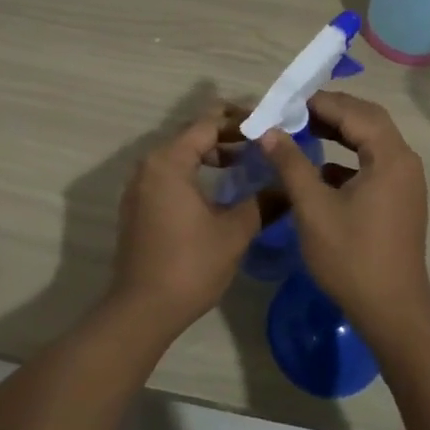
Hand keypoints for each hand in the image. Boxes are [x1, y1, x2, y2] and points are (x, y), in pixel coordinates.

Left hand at [109, 107, 260, 338]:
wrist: (142, 310)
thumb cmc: (189, 265)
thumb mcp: (234, 232)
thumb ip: (263, 203)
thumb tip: (290, 188)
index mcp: (169, 161)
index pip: (208, 122)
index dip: (240, 119)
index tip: (269, 123)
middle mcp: (149, 164)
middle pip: (192, 133)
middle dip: (227, 133)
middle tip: (261, 140)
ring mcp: (140, 185)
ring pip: (180, 153)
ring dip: (212, 152)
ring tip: (245, 161)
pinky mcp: (139, 204)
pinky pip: (170, 172)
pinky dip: (195, 169)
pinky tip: (220, 187)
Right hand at [260, 91, 429, 341]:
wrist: (392, 313)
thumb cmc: (351, 257)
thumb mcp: (313, 208)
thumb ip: (291, 163)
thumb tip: (269, 131)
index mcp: (390, 157)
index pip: (354, 112)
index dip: (319, 102)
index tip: (285, 102)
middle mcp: (404, 161)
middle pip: (368, 119)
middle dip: (331, 111)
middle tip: (294, 111)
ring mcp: (405, 181)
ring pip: (372, 140)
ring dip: (340, 131)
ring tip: (303, 130)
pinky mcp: (400, 199)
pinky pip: (374, 162)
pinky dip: (348, 156)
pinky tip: (321, 168)